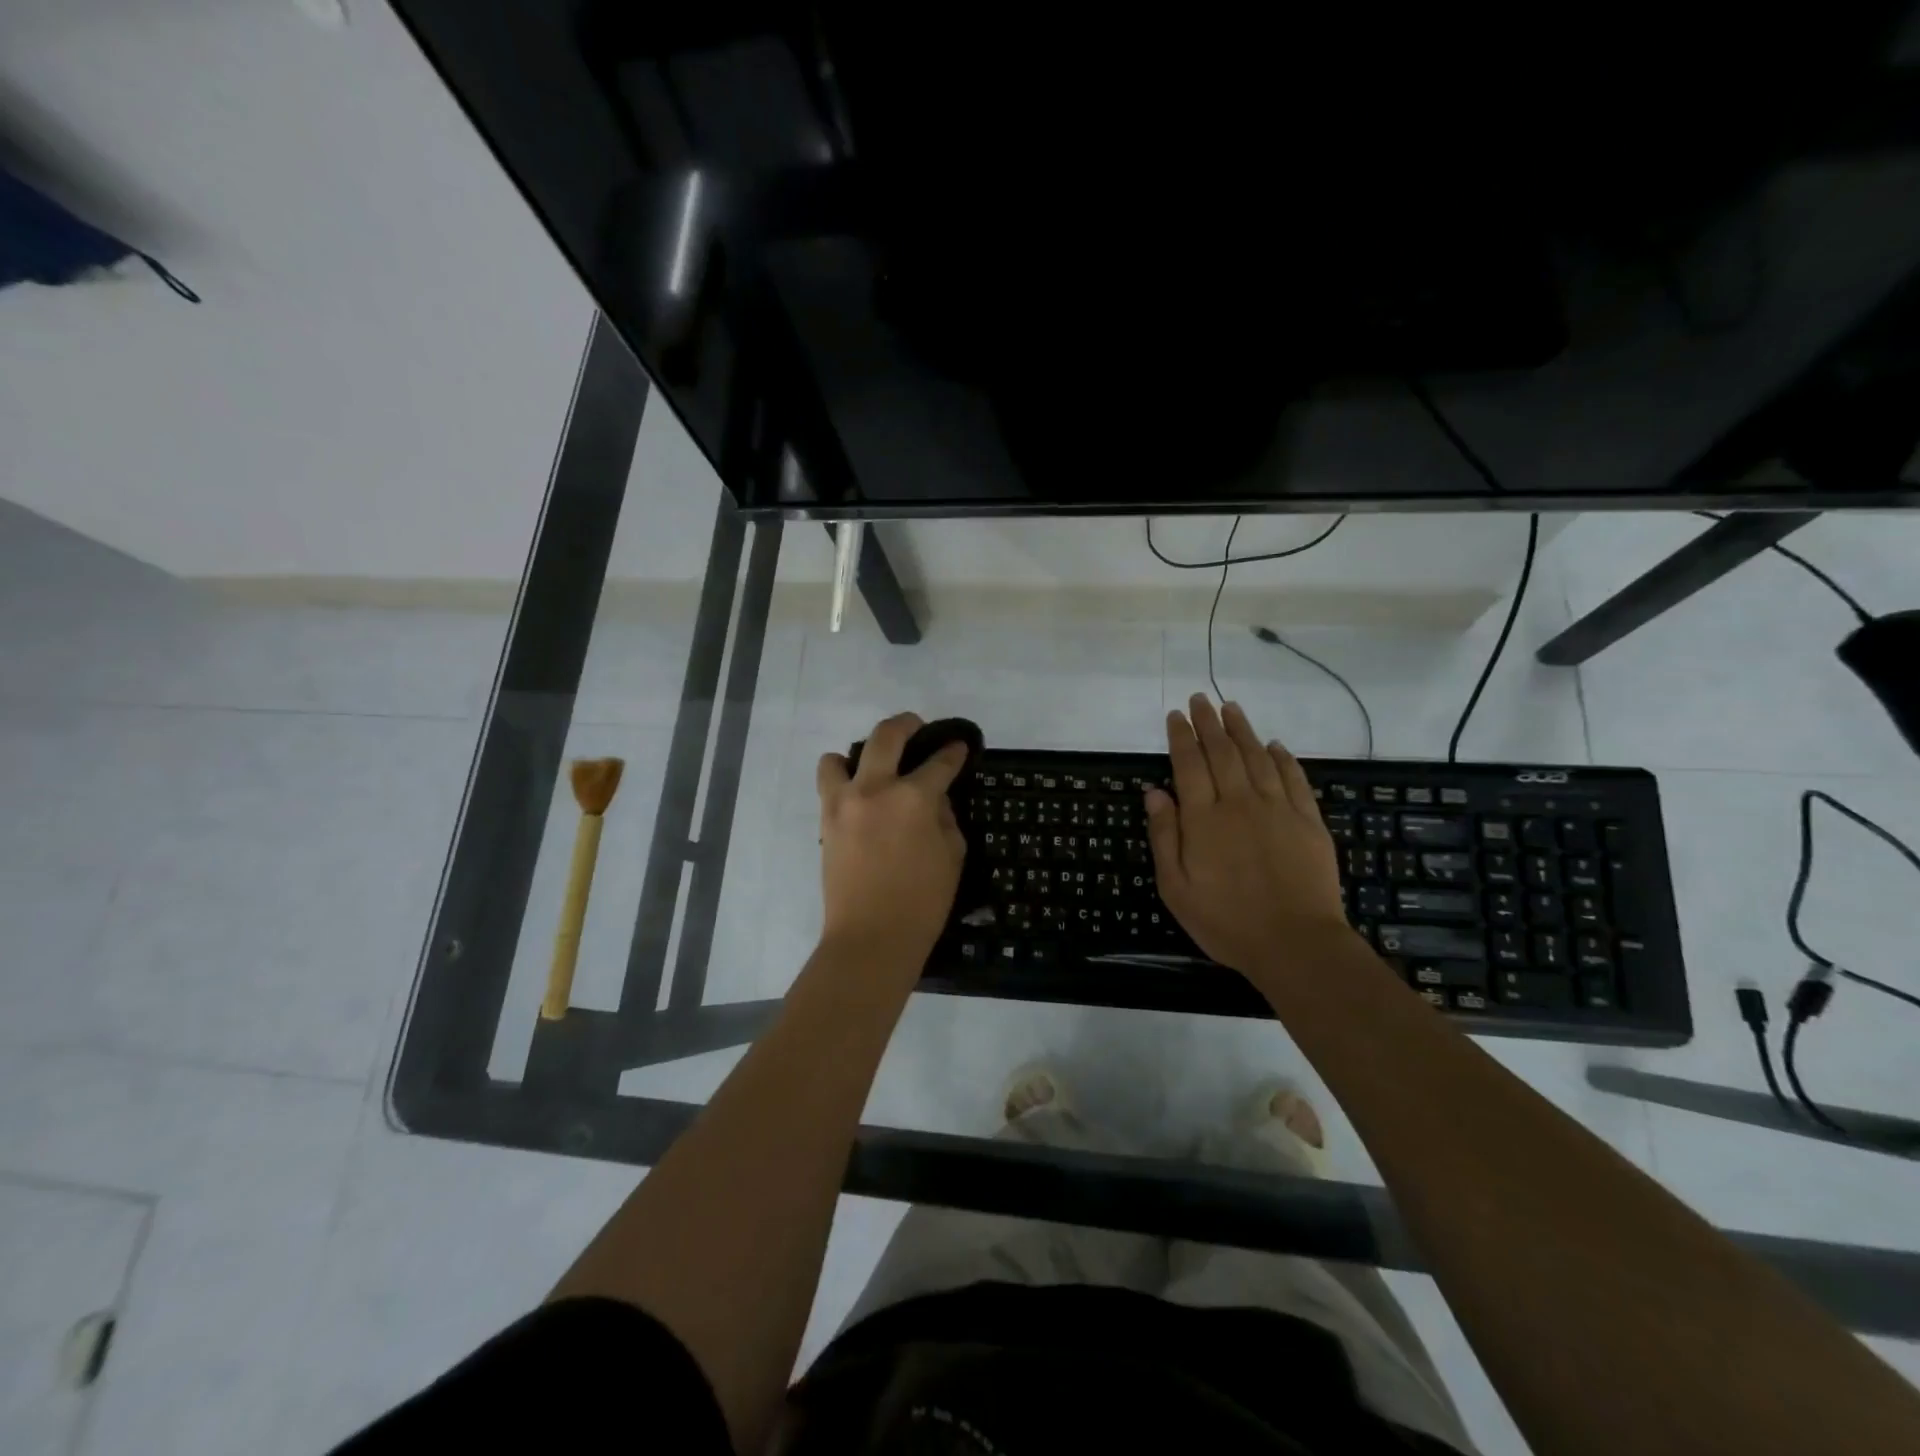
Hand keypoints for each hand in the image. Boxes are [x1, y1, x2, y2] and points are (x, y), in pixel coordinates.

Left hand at [815, 713, 968, 965]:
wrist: (870, 938)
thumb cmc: (922, 903)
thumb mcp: (952, 856)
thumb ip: (945, 817)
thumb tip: (933, 798)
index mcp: (913, 798)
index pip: (939, 762)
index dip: (953, 752)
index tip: (959, 747)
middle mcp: (874, 789)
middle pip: (886, 735)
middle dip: (907, 724)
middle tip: (919, 729)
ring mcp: (843, 803)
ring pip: (840, 756)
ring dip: (860, 755)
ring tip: (875, 769)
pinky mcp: (825, 821)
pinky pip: (829, 785)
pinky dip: (843, 781)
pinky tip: (860, 798)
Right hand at [1145, 695, 1348, 973]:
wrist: (1295, 943)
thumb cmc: (1226, 921)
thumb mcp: (1176, 888)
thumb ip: (1165, 836)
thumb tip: (1154, 793)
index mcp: (1204, 819)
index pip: (1189, 764)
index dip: (1181, 737)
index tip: (1176, 715)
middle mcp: (1239, 803)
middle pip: (1222, 752)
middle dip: (1209, 723)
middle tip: (1201, 699)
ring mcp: (1277, 809)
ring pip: (1257, 757)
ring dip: (1243, 730)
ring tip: (1231, 708)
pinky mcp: (1308, 821)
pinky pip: (1293, 779)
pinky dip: (1283, 758)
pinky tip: (1275, 745)